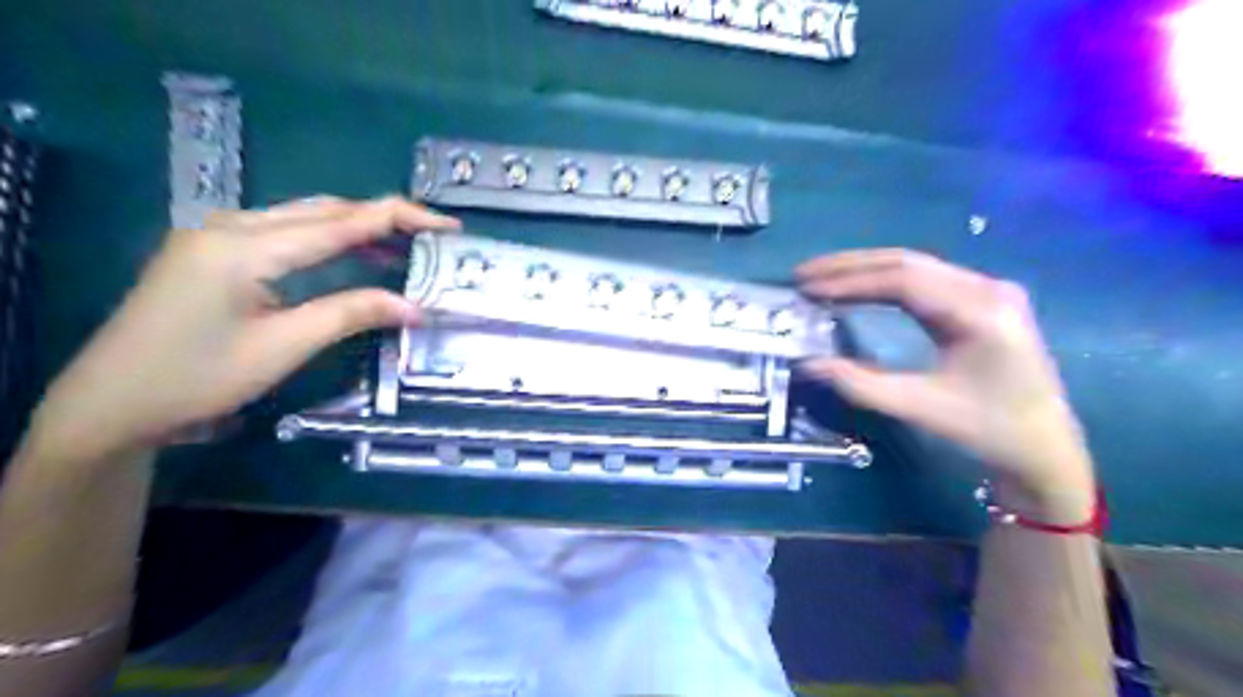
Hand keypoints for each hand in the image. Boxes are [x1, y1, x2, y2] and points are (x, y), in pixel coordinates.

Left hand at [22, 197, 460, 463]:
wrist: (112, 402)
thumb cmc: (198, 377)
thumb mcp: (284, 346)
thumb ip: (351, 314)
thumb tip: (416, 307)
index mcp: (247, 245)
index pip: (341, 222)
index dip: (400, 218)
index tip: (448, 225)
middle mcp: (232, 225)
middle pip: (324, 209)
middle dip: (383, 217)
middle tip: (432, 234)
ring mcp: (218, 234)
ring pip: (304, 216)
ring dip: (357, 227)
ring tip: (405, 244)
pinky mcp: (215, 250)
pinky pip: (284, 231)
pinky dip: (327, 239)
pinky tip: (352, 255)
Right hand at [795, 248, 1094, 514]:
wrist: (1043, 446)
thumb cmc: (985, 429)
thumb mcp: (917, 408)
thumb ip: (858, 383)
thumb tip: (807, 363)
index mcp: (979, 313)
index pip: (903, 280)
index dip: (850, 281)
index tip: (808, 288)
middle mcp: (987, 289)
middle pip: (907, 262)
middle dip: (850, 266)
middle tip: (804, 274)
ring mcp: (987, 290)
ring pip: (914, 265)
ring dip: (864, 269)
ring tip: (821, 277)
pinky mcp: (981, 299)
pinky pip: (924, 278)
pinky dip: (883, 280)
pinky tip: (858, 286)